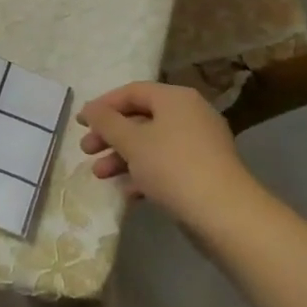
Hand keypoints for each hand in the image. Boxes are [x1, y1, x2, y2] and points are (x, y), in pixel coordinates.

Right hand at [78, 81, 255, 225]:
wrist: (225, 214)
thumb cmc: (173, 167)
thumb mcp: (132, 141)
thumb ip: (107, 122)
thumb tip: (90, 108)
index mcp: (175, 98)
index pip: (132, 91)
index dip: (103, 105)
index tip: (81, 123)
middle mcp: (190, 114)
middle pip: (140, 118)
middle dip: (110, 135)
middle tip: (86, 150)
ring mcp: (199, 144)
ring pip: (151, 143)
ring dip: (123, 157)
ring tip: (100, 175)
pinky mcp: (203, 172)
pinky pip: (166, 165)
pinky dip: (144, 174)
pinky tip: (127, 192)